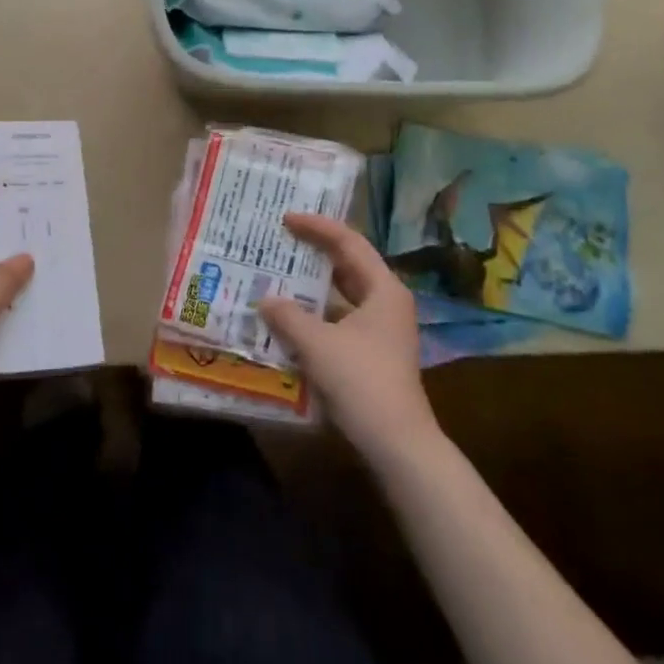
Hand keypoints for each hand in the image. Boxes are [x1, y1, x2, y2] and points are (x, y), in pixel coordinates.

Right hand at [258, 212, 438, 461]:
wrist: (398, 444)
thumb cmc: (361, 382)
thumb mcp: (317, 343)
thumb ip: (287, 315)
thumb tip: (264, 299)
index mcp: (383, 288)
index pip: (348, 242)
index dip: (317, 226)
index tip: (286, 218)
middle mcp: (386, 302)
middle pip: (348, 264)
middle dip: (314, 252)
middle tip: (280, 241)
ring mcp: (382, 329)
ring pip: (343, 294)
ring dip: (313, 285)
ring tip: (278, 275)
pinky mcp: (373, 353)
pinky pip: (340, 319)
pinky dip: (316, 314)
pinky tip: (289, 319)